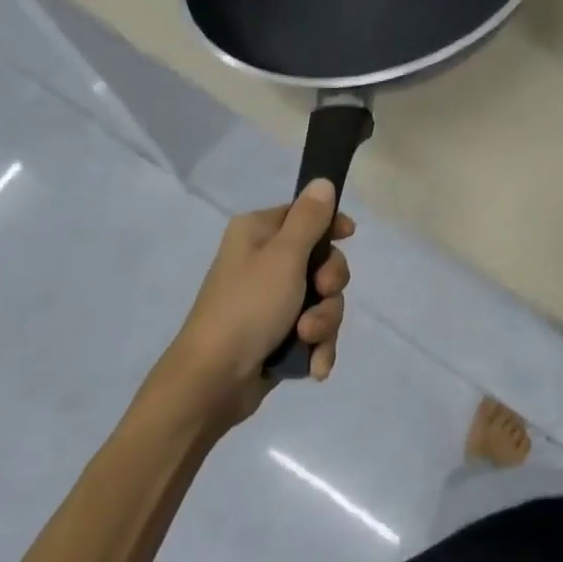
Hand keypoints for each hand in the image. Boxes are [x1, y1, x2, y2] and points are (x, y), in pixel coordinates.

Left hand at [149, 179, 353, 430]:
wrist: (213, 380)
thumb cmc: (248, 307)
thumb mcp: (284, 257)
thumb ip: (309, 219)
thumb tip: (323, 181)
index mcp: (258, 233)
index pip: (305, 214)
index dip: (331, 225)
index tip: (349, 236)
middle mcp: (264, 262)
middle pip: (322, 260)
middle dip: (330, 285)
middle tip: (320, 294)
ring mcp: (272, 301)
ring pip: (323, 300)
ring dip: (324, 321)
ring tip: (307, 339)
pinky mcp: (279, 334)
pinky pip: (314, 330)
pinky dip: (317, 346)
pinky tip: (314, 365)